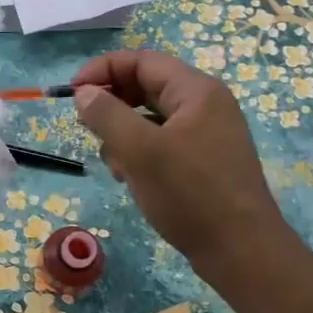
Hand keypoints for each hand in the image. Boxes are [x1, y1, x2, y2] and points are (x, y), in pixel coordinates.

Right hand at [71, 49, 285, 279]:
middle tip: (85, 126)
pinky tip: (129, 177)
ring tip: (114, 163)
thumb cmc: (189, 193)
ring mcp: (205, 135)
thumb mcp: (139, 150)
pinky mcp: (202, 161)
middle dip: (111, 105)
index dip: (103, 70)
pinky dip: (138, 153)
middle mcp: (204, 106)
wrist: (240, 251)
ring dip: (122, 133)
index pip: (141, 61)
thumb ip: (106, 114)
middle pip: (145, 87)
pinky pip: (160, 143)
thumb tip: (84, 93)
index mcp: (196, 91)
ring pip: (149, 118)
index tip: (72, 94)